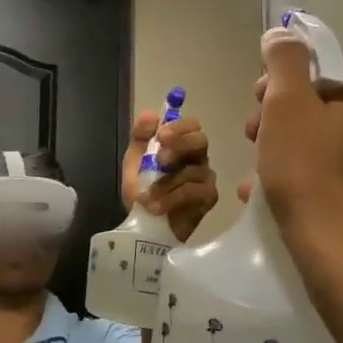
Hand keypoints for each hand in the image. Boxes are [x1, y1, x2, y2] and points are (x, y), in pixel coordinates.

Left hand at [121, 111, 218, 242]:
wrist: (144, 228)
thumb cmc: (142, 192)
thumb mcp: (134, 162)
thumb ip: (140, 137)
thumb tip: (151, 114)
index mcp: (180, 145)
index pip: (191, 125)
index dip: (179, 126)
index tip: (161, 135)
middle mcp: (197, 158)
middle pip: (201, 140)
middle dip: (179, 146)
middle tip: (160, 159)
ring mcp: (205, 178)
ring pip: (193, 170)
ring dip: (165, 183)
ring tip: (146, 197)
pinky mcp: (208, 198)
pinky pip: (193, 192)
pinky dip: (171, 199)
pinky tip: (155, 207)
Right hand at [240, 29, 342, 268]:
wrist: (337, 249)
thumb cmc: (307, 168)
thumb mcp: (285, 104)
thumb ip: (283, 60)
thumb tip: (282, 33)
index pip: (319, 64)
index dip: (280, 80)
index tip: (257, 104)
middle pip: (319, 100)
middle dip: (278, 115)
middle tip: (252, 137)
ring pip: (320, 135)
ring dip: (282, 145)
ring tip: (256, 171)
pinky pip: (329, 165)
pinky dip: (301, 170)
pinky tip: (270, 191)